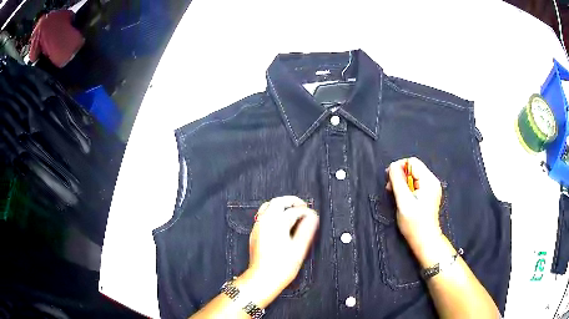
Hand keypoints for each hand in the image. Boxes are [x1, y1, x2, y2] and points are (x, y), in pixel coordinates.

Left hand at [236, 196, 318, 306]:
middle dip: (291, 201)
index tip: (313, 216)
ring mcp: (258, 227)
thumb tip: (312, 217)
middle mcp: (265, 222)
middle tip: (303, 206)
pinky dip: (273, 213)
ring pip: (267, 206)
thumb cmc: (281, 266)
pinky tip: (280, 223)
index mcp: (277, 223)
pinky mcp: (254, 233)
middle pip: (277, 202)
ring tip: (292, 212)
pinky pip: (262, 216)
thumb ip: (306, 230)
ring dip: (280, 206)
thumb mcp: (299, 248)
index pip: (294, 211)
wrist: (263, 278)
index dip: (306, 212)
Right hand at [386, 157, 442, 249]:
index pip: (412, 162)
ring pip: (413, 176)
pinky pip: (416, 184)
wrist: (425, 241)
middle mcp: (432, 181)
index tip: (389, 180)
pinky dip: (407, 189)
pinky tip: (402, 199)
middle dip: (399, 176)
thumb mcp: (404, 202)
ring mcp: (431, 188)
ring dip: (402, 183)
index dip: (399, 167)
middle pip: (413, 168)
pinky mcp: (428, 195)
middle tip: (390, 189)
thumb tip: (392, 166)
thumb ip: (398, 181)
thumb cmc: (415, 223)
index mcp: (429, 180)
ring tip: (395, 195)